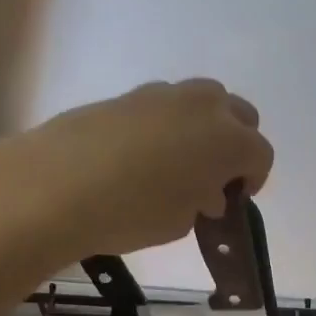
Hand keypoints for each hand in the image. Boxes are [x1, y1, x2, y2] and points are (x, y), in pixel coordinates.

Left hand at [17, 79, 273, 258]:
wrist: (54, 186)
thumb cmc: (131, 212)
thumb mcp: (180, 221)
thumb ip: (202, 201)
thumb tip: (204, 190)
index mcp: (228, 140)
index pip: (260, 154)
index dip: (254, 178)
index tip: (234, 200)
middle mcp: (204, 107)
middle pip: (239, 114)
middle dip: (235, 143)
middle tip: (213, 176)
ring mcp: (164, 94)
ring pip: (202, 101)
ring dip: (202, 128)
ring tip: (177, 162)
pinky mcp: (128, 94)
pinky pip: (164, 105)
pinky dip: (166, 124)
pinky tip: (140, 154)